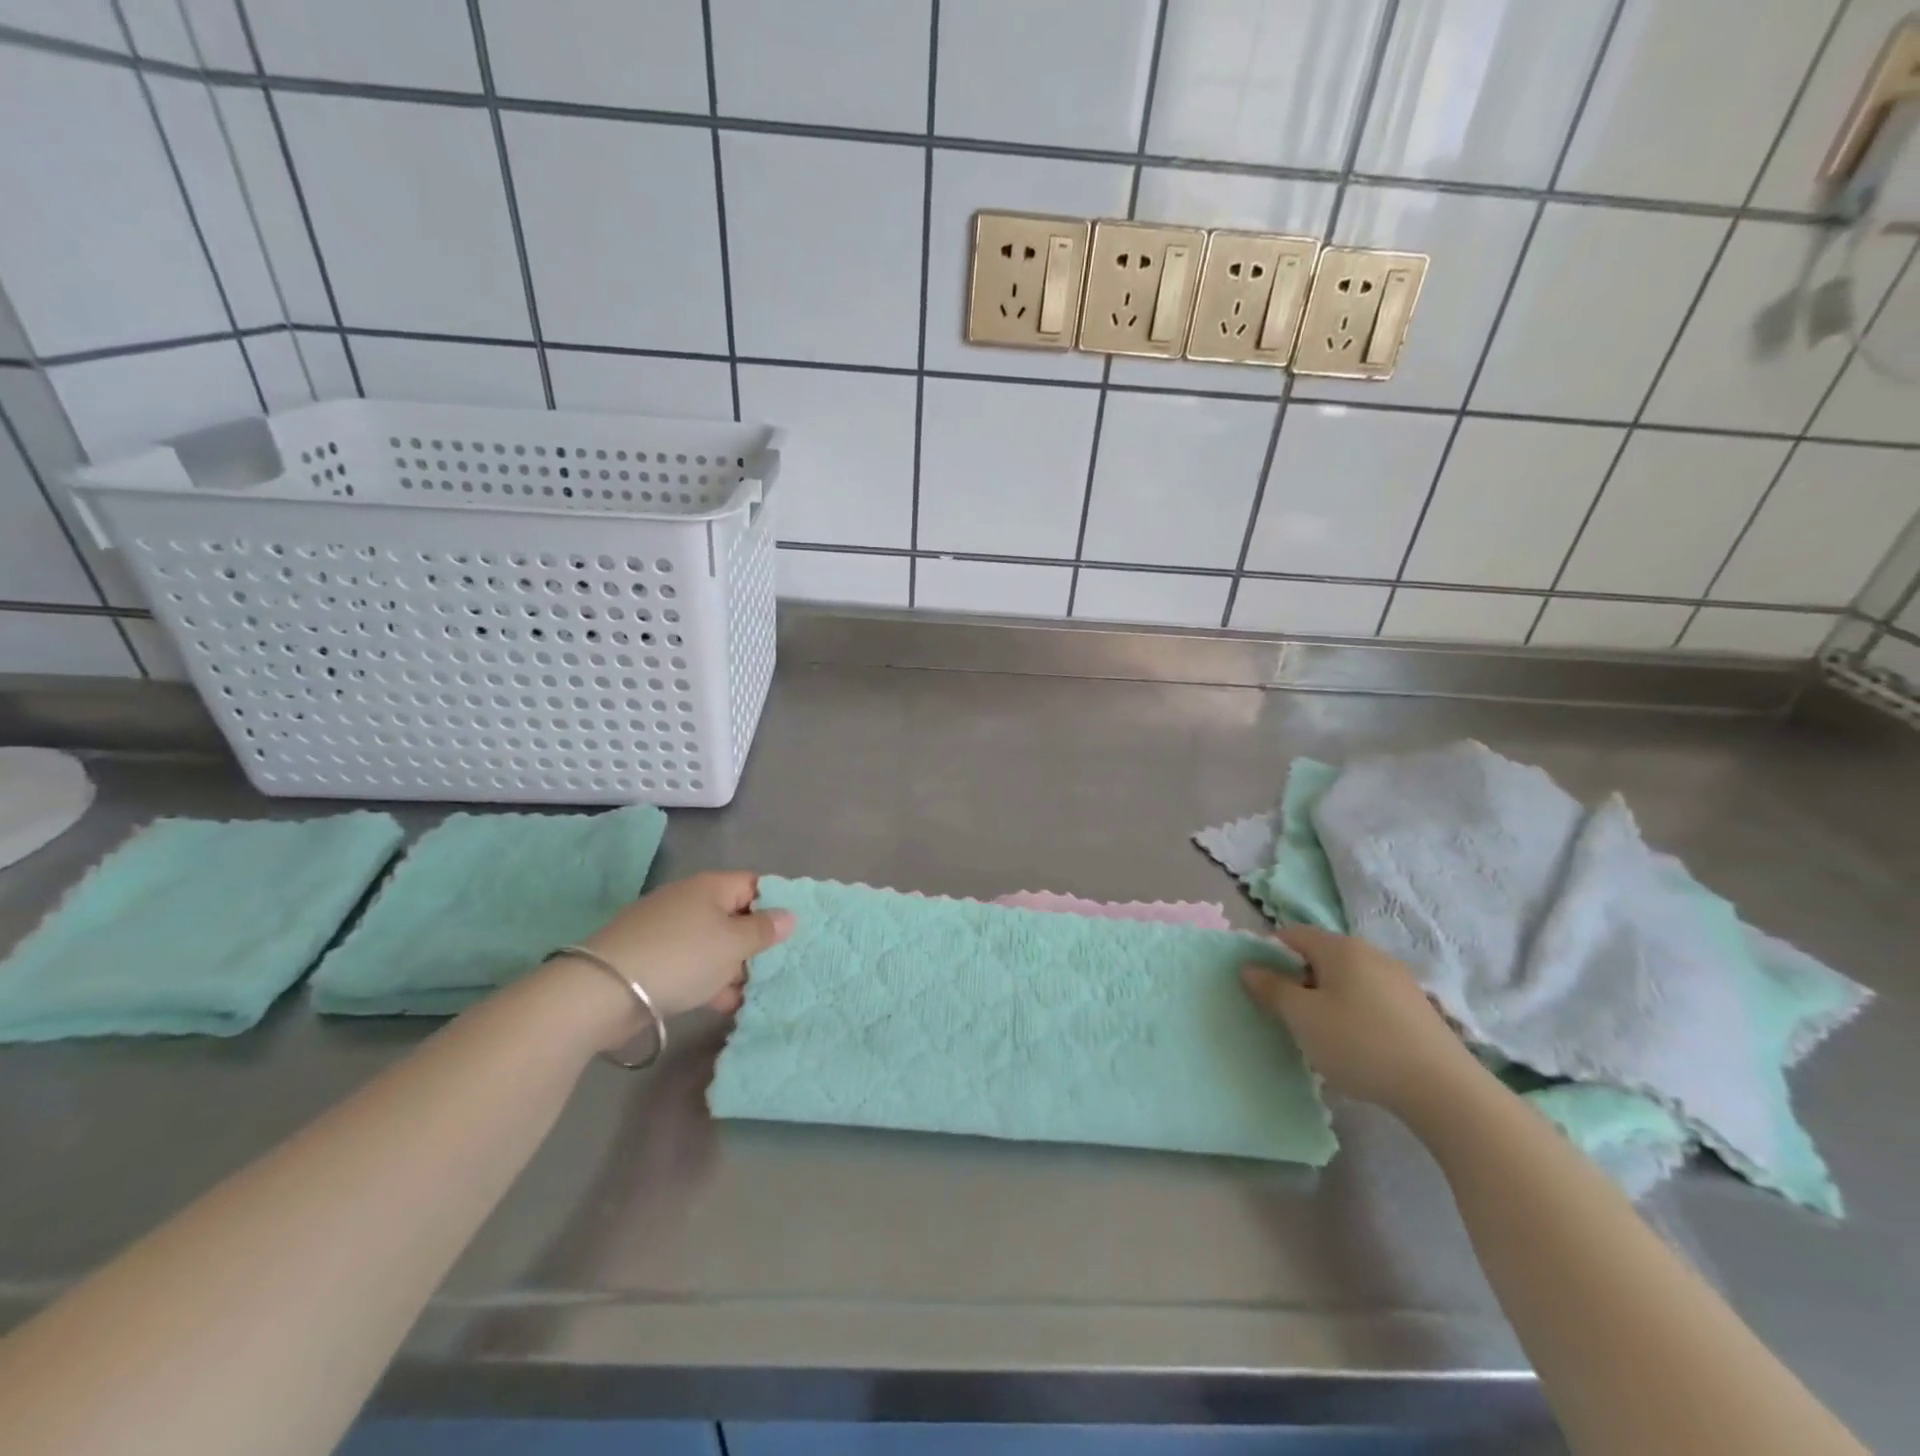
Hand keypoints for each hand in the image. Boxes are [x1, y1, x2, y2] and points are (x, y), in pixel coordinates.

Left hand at [575, 871, 793, 1017]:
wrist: (602, 991)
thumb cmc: (681, 957)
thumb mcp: (733, 945)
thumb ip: (764, 930)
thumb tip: (789, 915)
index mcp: (711, 887)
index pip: (754, 885)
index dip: (776, 906)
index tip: (794, 934)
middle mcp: (688, 901)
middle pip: (733, 916)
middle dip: (754, 944)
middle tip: (776, 970)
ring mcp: (666, 930)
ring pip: (712, 944)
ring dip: (732, 968)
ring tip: (751, 995)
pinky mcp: (650, 958)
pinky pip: (691, 964)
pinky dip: (708, 980)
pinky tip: (722, 1005)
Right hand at [1241, 923, 1483, 1116]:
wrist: (1444, 1090)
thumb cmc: (1360, 1044)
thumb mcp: (1302, 1018)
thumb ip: (1271, 988)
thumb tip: (1248, 968)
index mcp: (1340, 947)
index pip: (1290, 934)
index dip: (1269, 955)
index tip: (1262, 988)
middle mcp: (1370, 953)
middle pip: (1319, 956)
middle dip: (1298, 980)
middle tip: (1288, 1016)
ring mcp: (1398, 980)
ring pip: (1346, 979)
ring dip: (1326, 999)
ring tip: (1321, 1035)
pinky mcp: (1417, 1008)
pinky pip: (1370, 998)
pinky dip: (1354, 1013)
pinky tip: (1357, 1045)